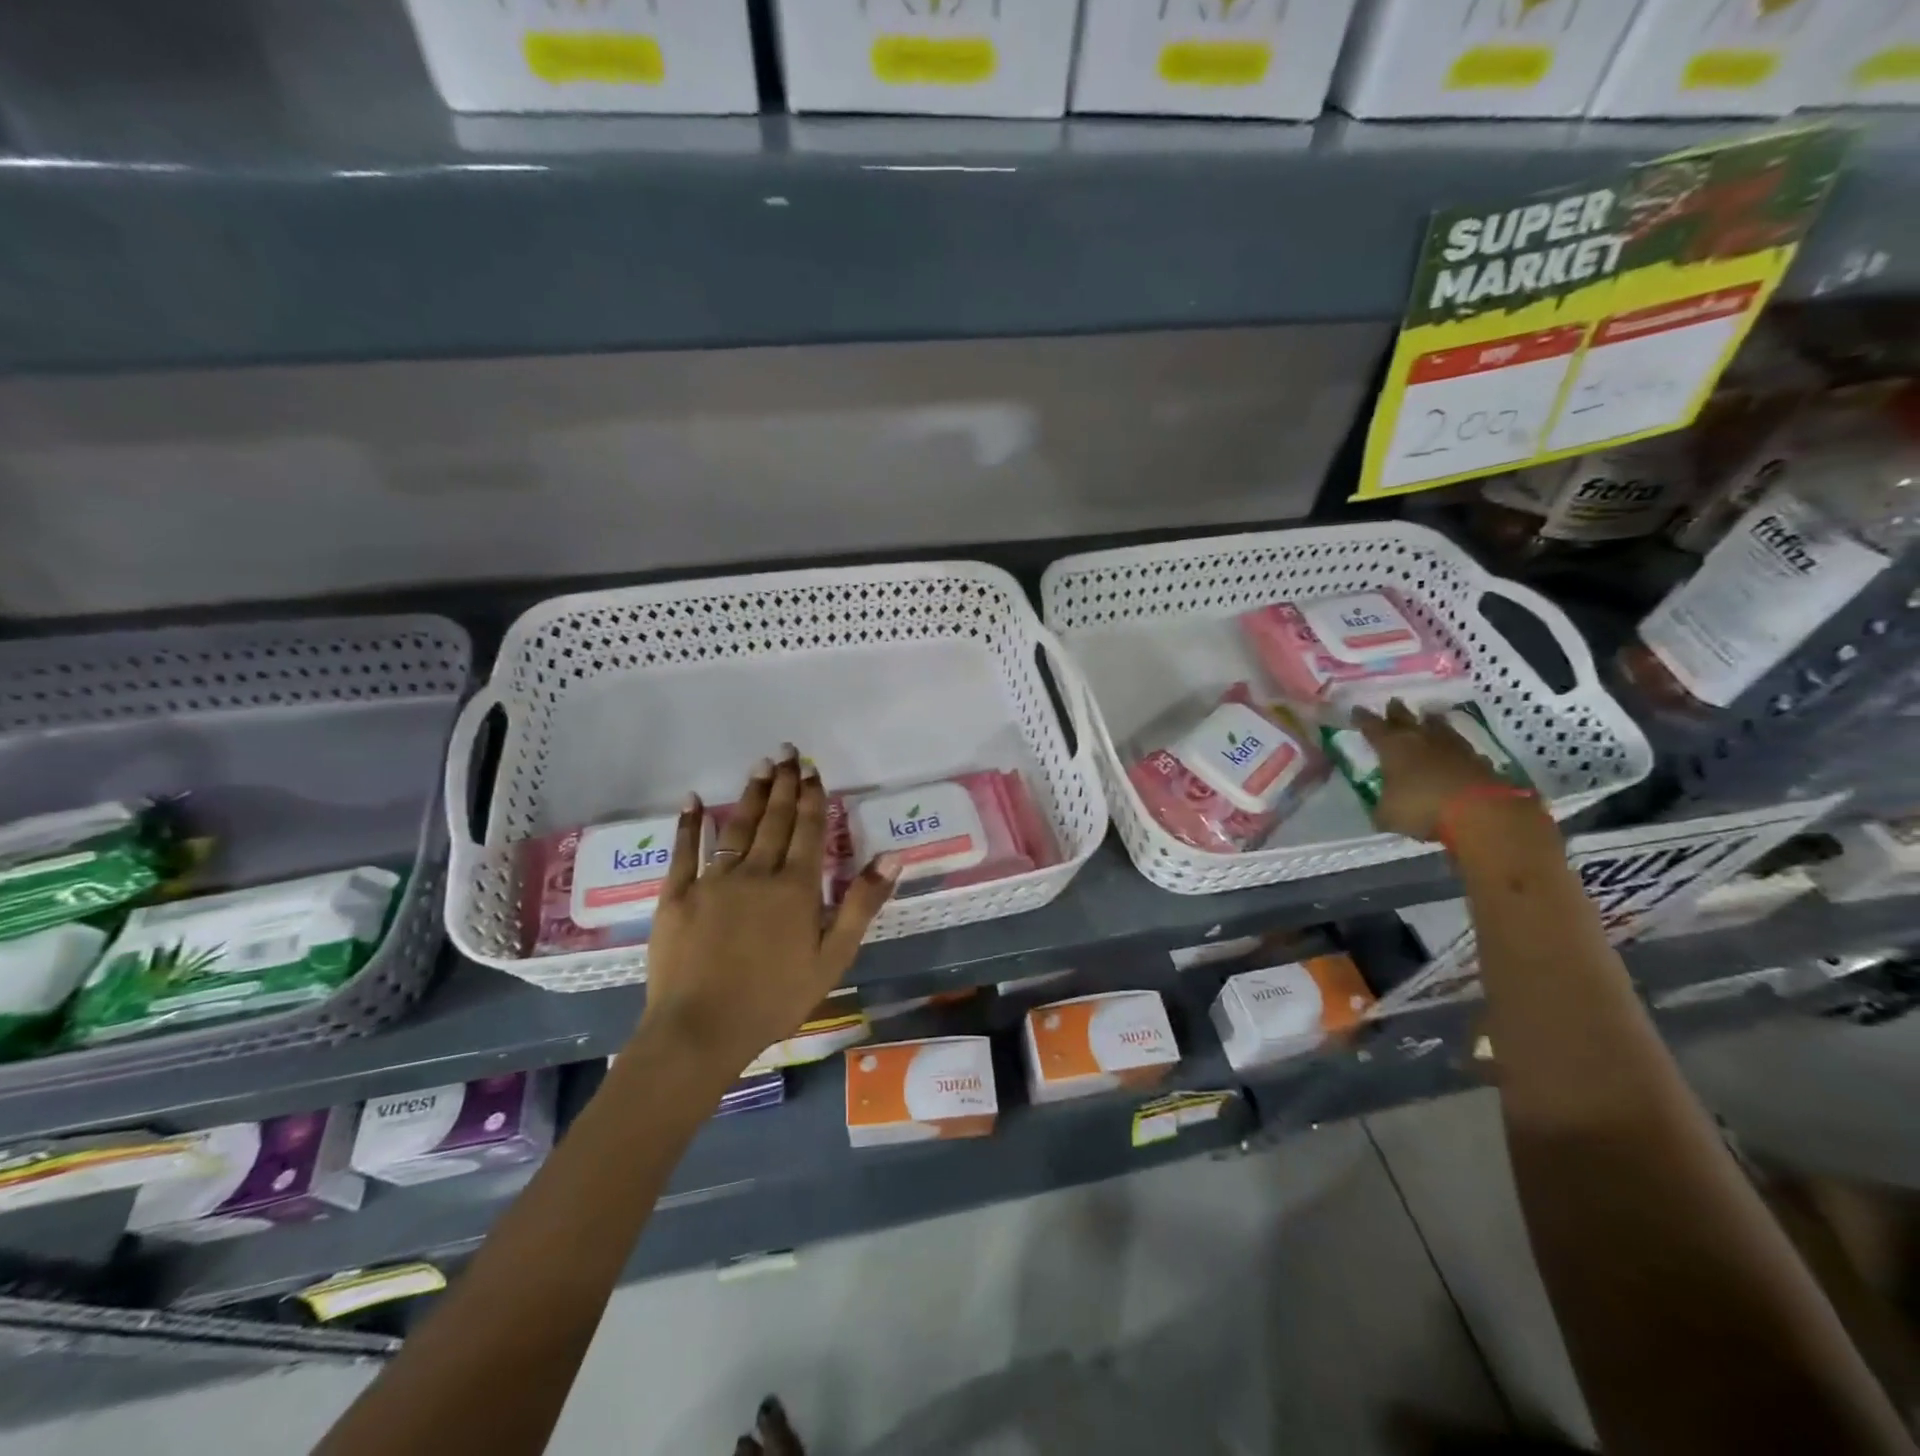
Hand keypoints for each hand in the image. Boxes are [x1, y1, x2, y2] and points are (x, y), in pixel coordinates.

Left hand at [638, 746, 899, 1076]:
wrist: (701, 1029)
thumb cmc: (775, 998)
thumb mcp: (833, 957)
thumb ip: (861, 904)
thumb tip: (893, 856)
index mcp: (795, 887)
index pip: (807, 829)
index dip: (811, 796)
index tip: (812, 768)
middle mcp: (756, 872)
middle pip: (774, 819)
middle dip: (783, 784)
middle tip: (787, 752)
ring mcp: (713, 880)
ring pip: (736, 827)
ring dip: (750, 795)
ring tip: (759, 766)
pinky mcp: (677, 895)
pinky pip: (684, 851)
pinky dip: (690, 823)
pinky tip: (694, 800)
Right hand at [1352, 701, 1505, 841]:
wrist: (1479, 811)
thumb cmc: (1421, 806)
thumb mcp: (1388, 815)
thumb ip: (1381, 809)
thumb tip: (1380, 812)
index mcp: (1392, 747)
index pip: (1372, 727)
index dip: (1363, 719)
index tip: (1357, 710)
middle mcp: (1421, 739)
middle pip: (1406, 719)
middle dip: (1397, 711)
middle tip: (1393, 703)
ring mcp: (1453, 748)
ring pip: (1439, 727)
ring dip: (1431, 722)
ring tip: (1428, 717)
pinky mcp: (1478, 760)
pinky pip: (1462, 748)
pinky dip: (1455, 747)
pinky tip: (1455, 750)